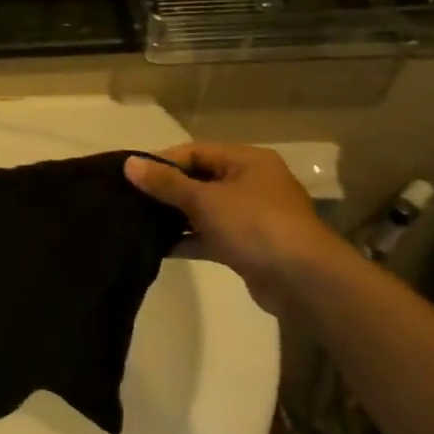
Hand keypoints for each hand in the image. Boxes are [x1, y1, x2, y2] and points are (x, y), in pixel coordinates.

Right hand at [126, 144, 349, 312]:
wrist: (304, 281)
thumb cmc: (255, 225)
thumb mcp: (205, 199)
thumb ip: (166, 183)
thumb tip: (129, 163)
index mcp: (247, 161)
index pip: (196, 151)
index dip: (163, 161)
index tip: (131, 176)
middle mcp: (251, 184)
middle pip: (199, 180)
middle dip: (166, 190)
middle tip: (130, 199)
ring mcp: (251, 217)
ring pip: (203, 210)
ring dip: (174, 217)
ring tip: (137, 222)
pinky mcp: (248, 247)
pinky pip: (210, 236)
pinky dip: (187, 240)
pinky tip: (157, 247)